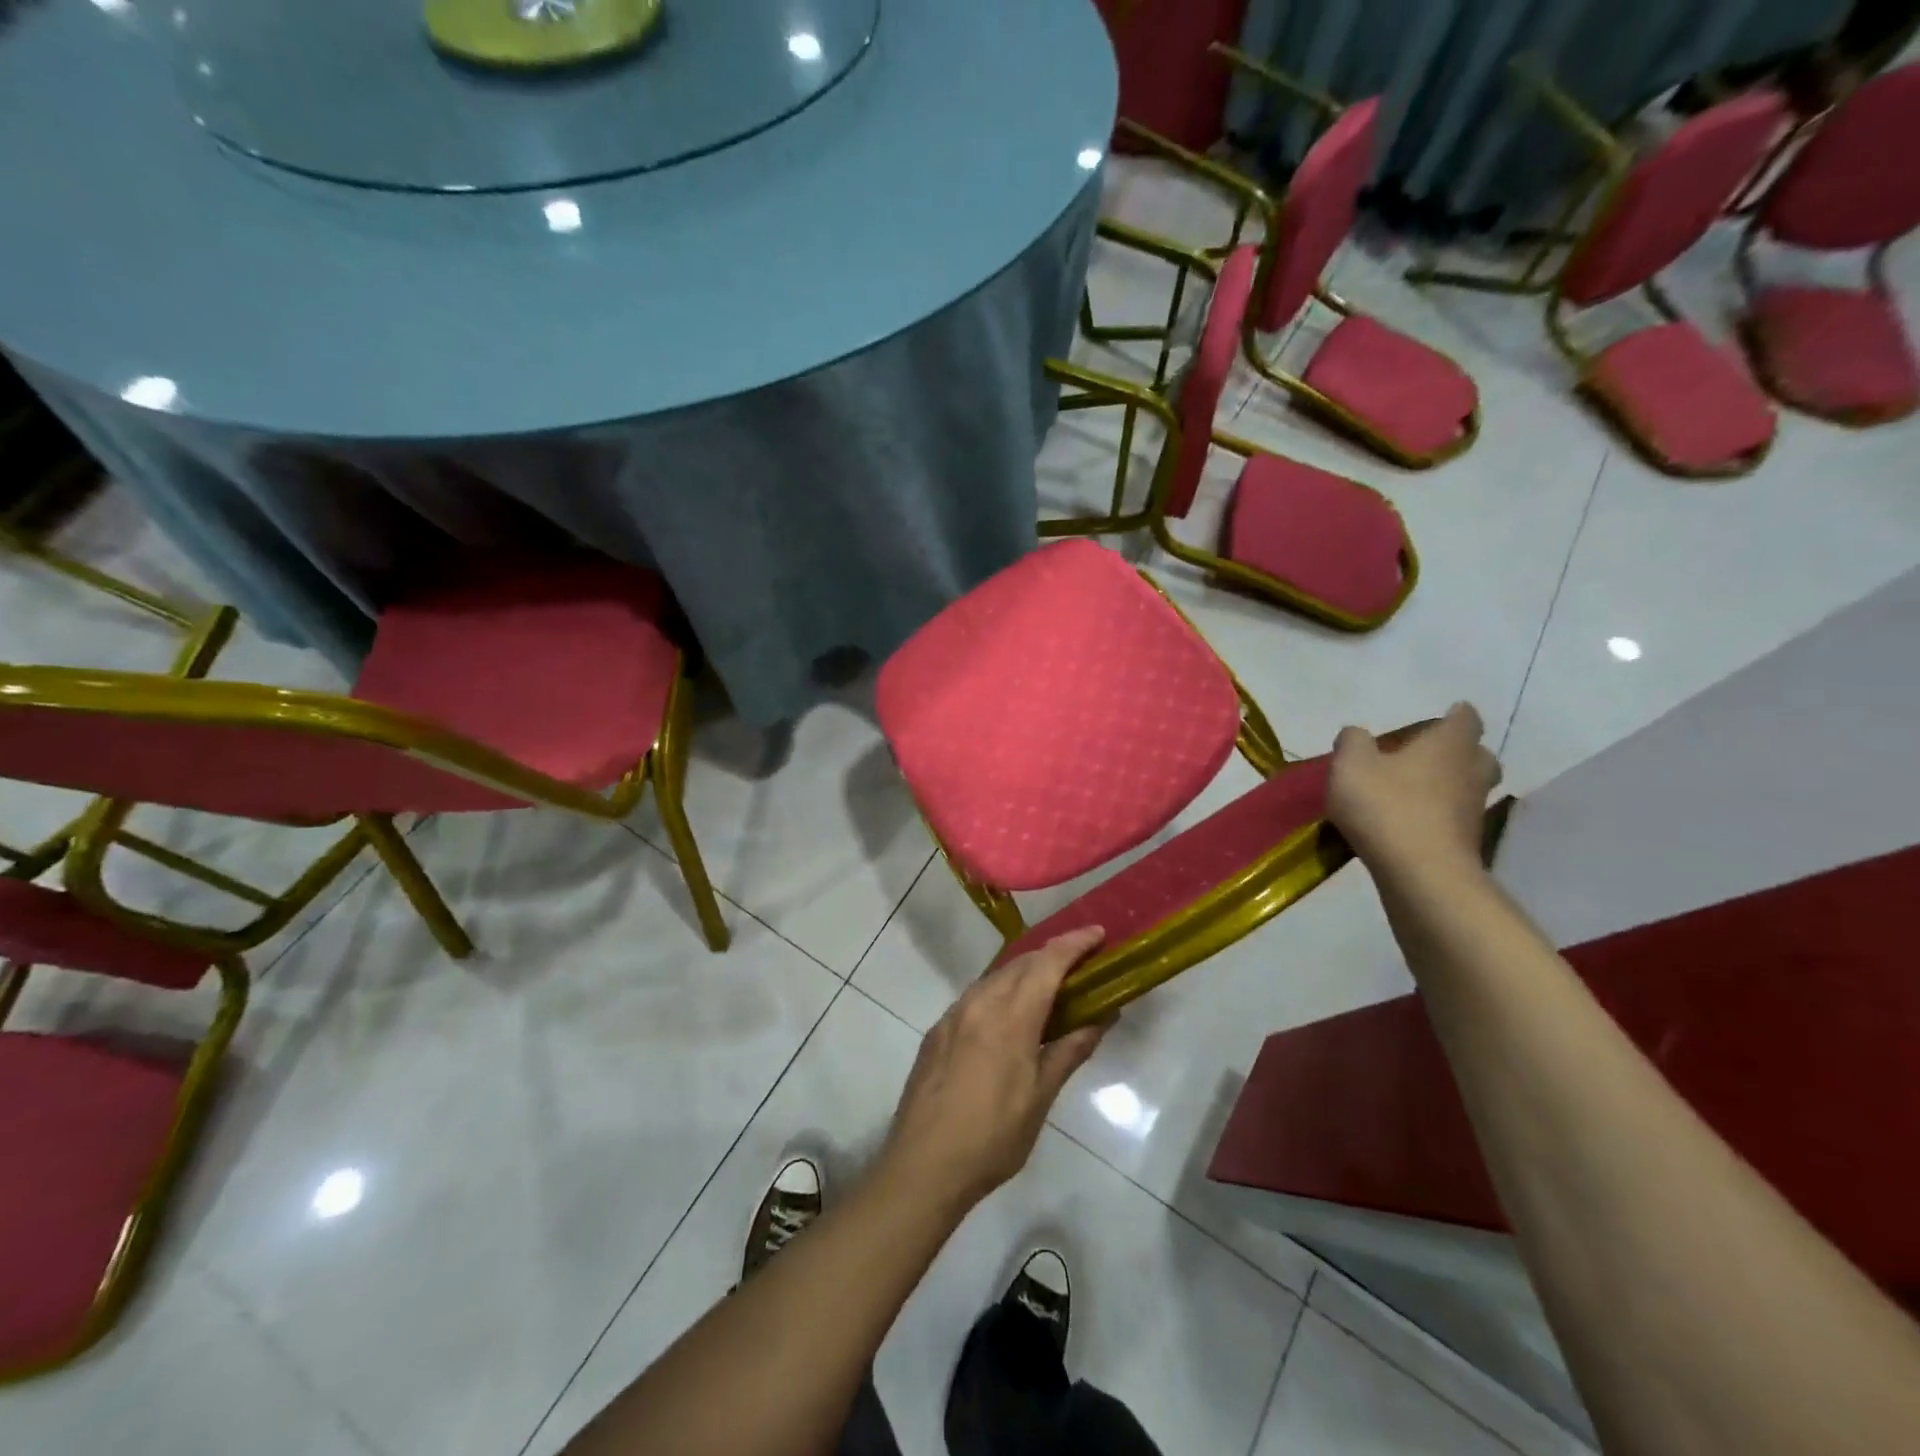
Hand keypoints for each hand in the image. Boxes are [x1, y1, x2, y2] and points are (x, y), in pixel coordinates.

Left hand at [877, 928, 1108, 1218]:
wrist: (923, 1165)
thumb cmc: (992, 1137)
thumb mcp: (1040, 1098)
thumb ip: (1069, 1050)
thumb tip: (1101, 1018)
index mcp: (1010, 1017)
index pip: (1047, 963)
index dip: (1074, 943)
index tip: (1098, 932)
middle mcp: (979, 1003)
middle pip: (1021, 963)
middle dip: (1052, 954)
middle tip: (1082, 962)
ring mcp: (953, 1014)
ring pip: (996, 977)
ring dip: (1025, 972)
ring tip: (1050, 986)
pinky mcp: (937, 1030)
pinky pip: (975, 996)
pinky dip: (1000, 991)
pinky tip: (1010, 1013)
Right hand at [1328, 703, 1501, 877]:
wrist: (1420, 873)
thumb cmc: (1386, 805)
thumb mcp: (1351, 765)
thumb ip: (1352, 742)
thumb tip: (1357, 734)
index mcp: (1448, 745)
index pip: (1465, 719)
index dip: (1456, 714)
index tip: (1448, 712)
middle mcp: (1470, 772)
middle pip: (1477, 755)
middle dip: (1459, 752)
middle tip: (1431, 754)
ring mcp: (1473, 811)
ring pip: (1468, 788)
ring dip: (1448, 786)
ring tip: (1414, 790)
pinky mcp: (1465, 844)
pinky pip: (1454, 820)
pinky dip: (1438, 816)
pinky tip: (1408, 821)